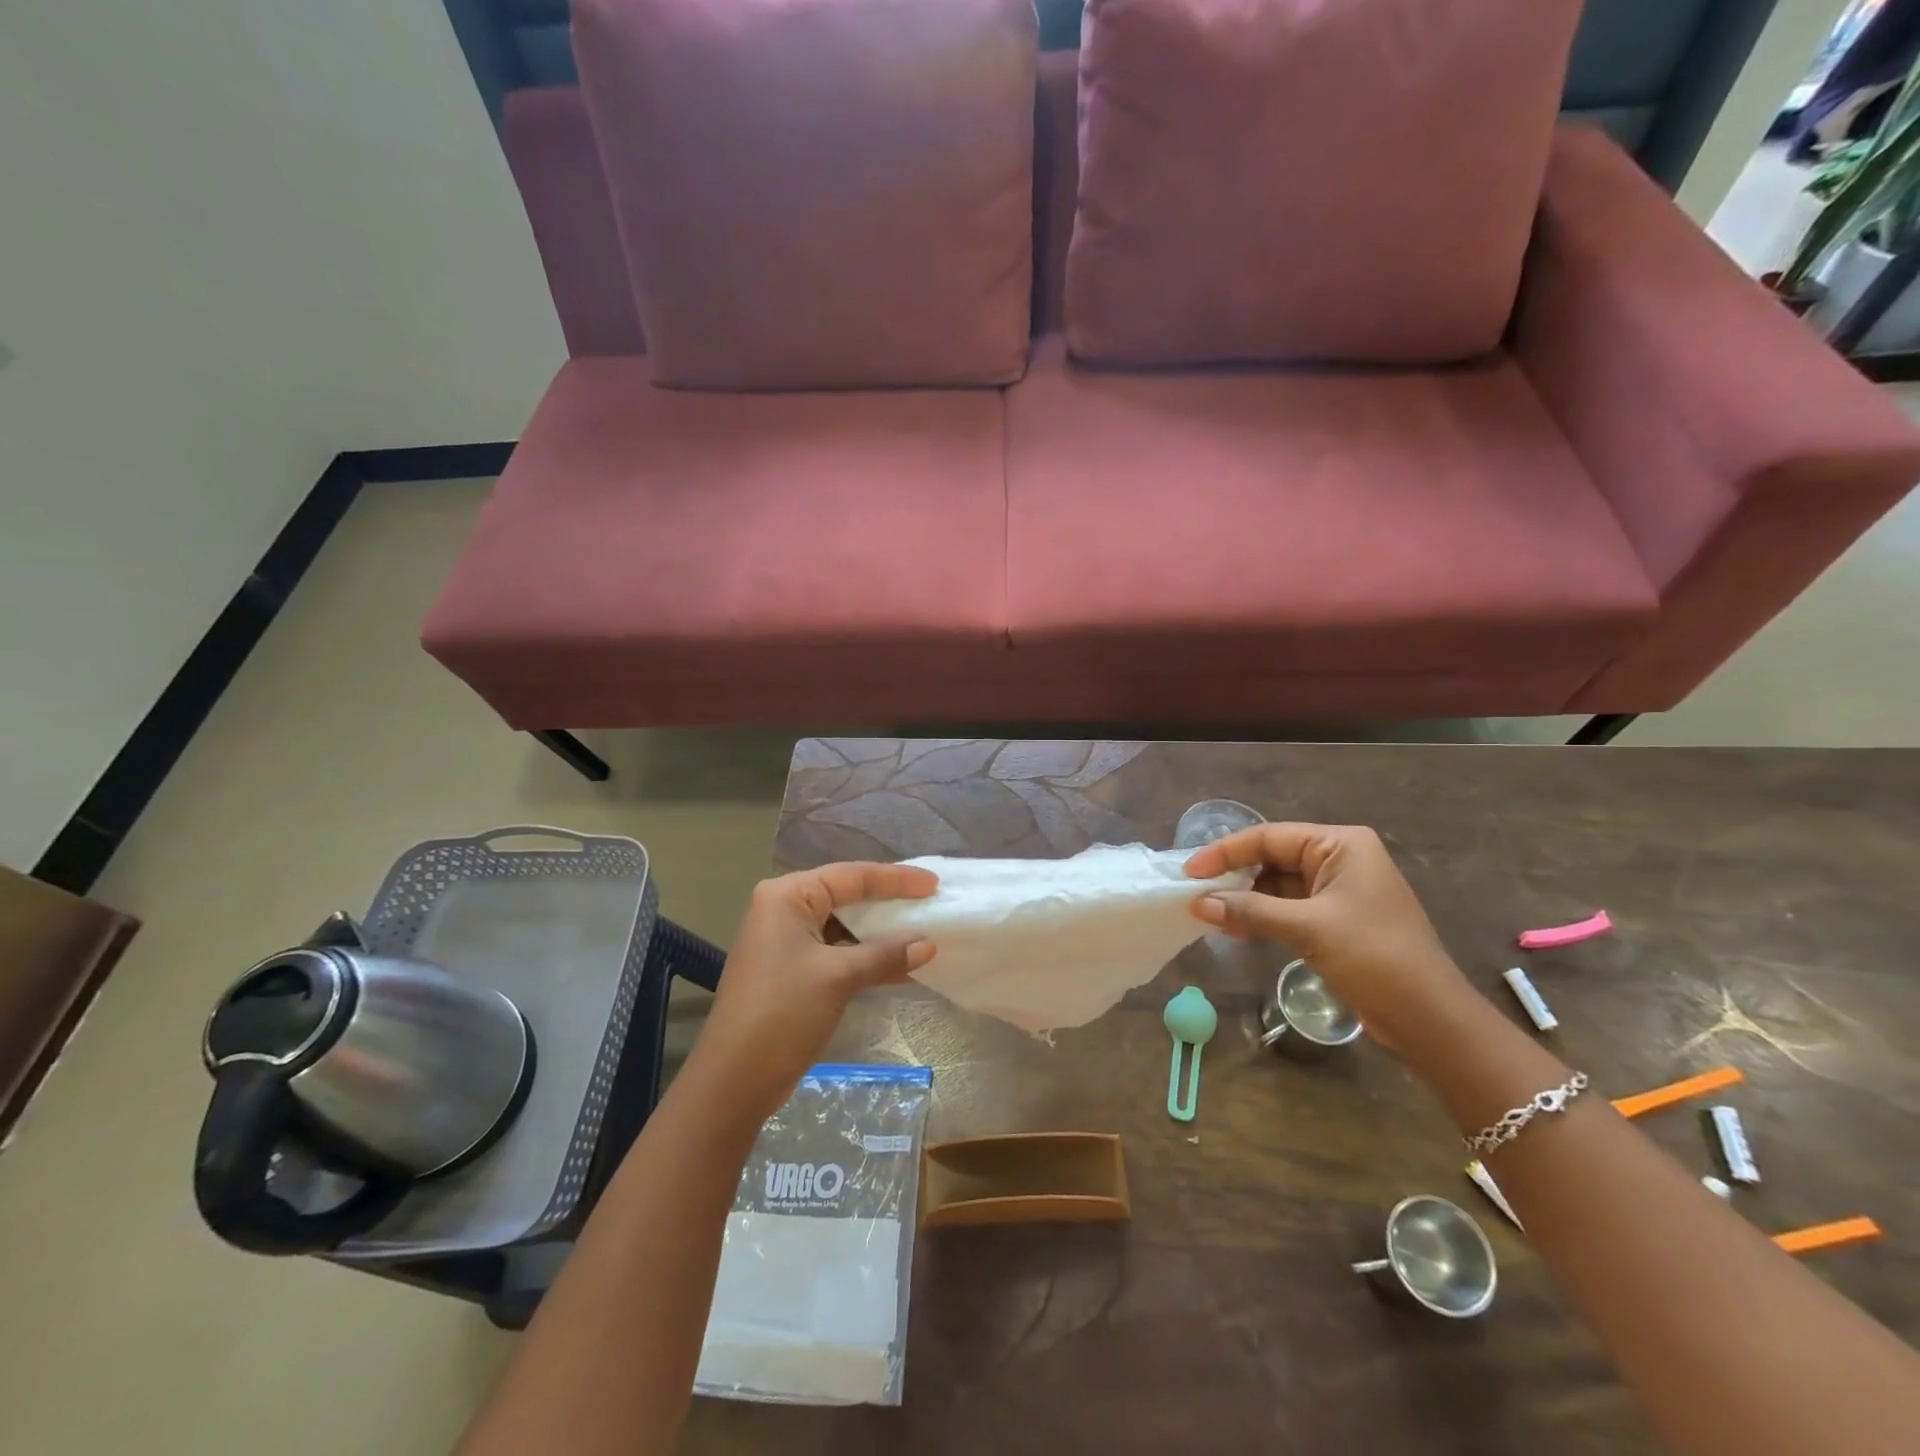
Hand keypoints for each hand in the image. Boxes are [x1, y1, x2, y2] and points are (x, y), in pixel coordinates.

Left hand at [690, 863, 938, 1124]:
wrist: (733, 1080)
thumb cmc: (783, 1013)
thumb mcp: (838, 977)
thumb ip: (885, 955)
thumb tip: (928, 944)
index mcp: (787, 896)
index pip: (851, 876)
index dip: (896, 879)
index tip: (933, 884)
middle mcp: (783, 909)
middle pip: (847, 896)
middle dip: (889, 904)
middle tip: (930, 903)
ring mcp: (785, 940)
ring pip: (843, 926)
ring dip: (880, 934)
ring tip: (923, 934)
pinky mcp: (790, 969)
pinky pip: (836, 951)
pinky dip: (865, 957)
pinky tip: (901, 968)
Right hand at [1184, 823, 1484, 1057]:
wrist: (1430, 1018)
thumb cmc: (1374, 958)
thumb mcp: (1307, 929)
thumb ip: (1249, 911)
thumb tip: (1197, 904)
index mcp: (1340, 845)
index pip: (1269, 837)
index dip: (1225, 852)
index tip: (1190, 872)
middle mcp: (1340, 858)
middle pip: (1272, 857)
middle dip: (1234, 875)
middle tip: (1194, 893)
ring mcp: (1339, 890)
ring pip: (1277, 884)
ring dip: (1245, 898)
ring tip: (1208, 913)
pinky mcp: (1336, 919)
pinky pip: (1288, 907)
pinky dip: (1261, 915)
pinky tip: (1235, 928)